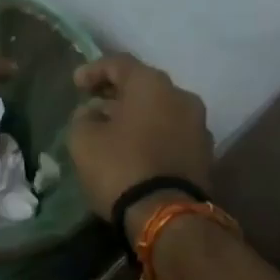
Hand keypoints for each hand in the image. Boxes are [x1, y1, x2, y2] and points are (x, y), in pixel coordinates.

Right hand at [67, 53, 212, 225]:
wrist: (167, 215)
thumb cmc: (120, 167)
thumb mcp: (84, 140)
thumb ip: (83, 118)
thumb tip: (92, 112)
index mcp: (152, 85)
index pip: (119, 63)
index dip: (93, 70)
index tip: (76, 84)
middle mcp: (182, 96)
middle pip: (144, 86)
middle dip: (117, 94)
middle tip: (94, 105)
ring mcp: (198, 125)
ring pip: (160, 110)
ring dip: (136, 115)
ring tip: (113, 130)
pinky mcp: (204, 154)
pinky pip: (171, 133)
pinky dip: (152, 134)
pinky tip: (135, 149)